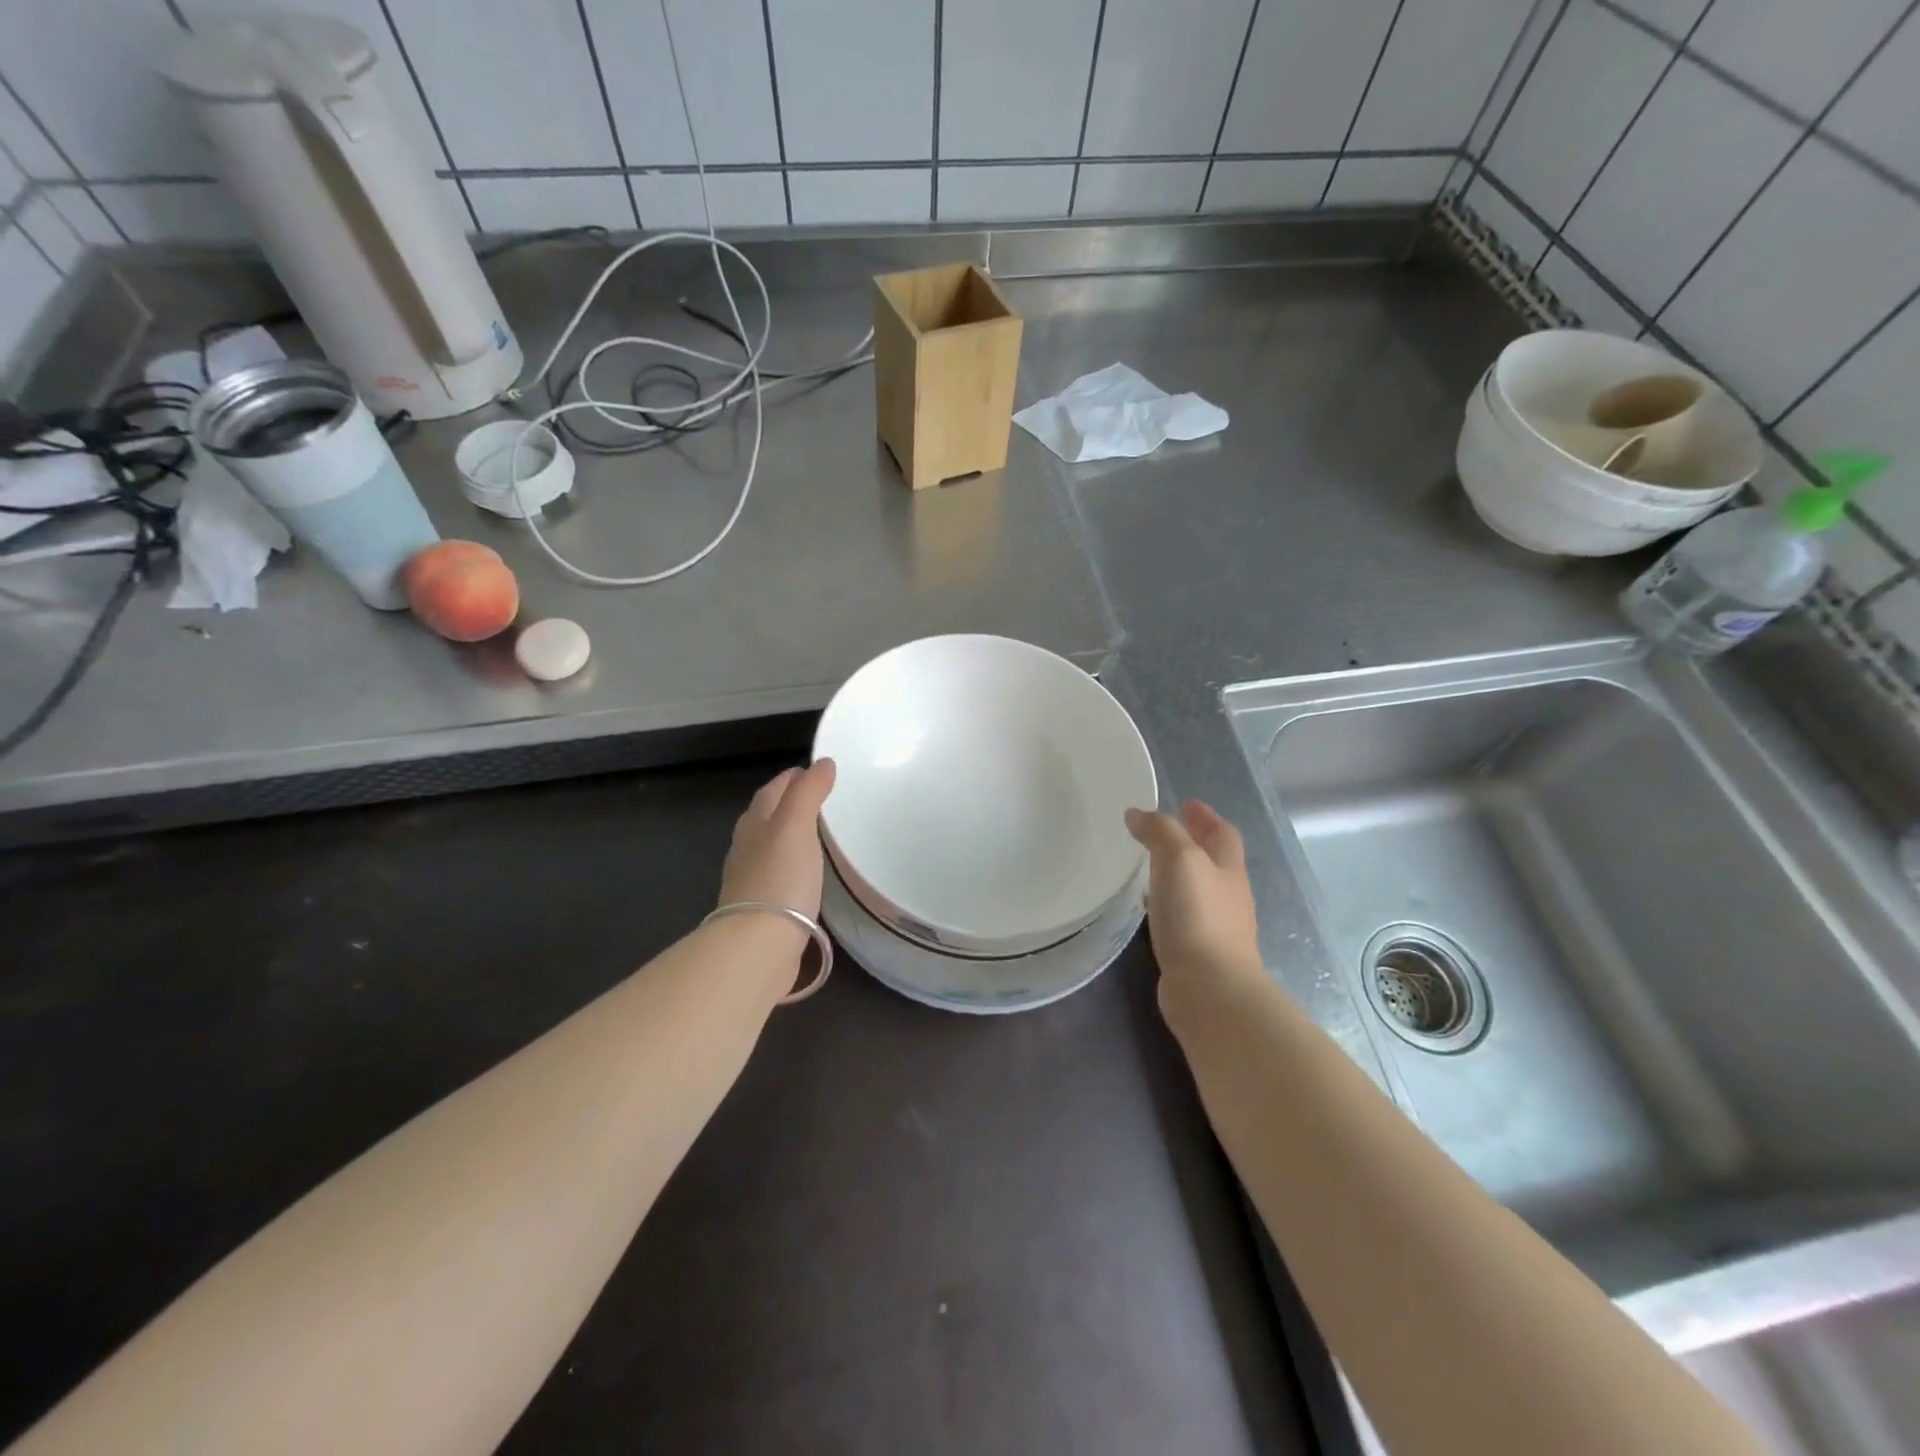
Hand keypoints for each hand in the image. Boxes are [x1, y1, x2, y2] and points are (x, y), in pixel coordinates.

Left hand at [720, 760, 836, 918]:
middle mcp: (747, 848)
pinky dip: (791, 866)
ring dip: (788, 836)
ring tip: (815, 833)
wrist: (759, 944)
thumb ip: (808, 792)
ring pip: (769, 847)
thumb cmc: (780, 878)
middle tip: (817, 798)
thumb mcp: (796, 826)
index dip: (791, 778)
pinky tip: (805, 874)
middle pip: (765, 817)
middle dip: (787, 803)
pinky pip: (778, 876)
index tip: (814, 770)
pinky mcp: (762, 909)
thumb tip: (822, 763)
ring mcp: (751, 880)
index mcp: (754, 824)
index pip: (771, 791)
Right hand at [1126, 800, 1262, 998]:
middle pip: (1214, 861)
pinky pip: (1183, 918)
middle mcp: (1228, 896)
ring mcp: (1217, 928)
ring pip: (1197, 890)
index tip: (1185, 803)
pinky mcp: (1199, 954)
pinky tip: (1149, 910)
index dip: (1205, 816)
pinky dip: (1168, 905)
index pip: (1222, 833)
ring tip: (1149, 868)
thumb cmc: (1197, 916)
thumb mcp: (1178, 859)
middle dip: (1192, 844)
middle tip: (1161, 833)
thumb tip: (1138, 814)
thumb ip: (1159, 832)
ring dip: (1178, 876)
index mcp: (1228, 869)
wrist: (1210, 989)